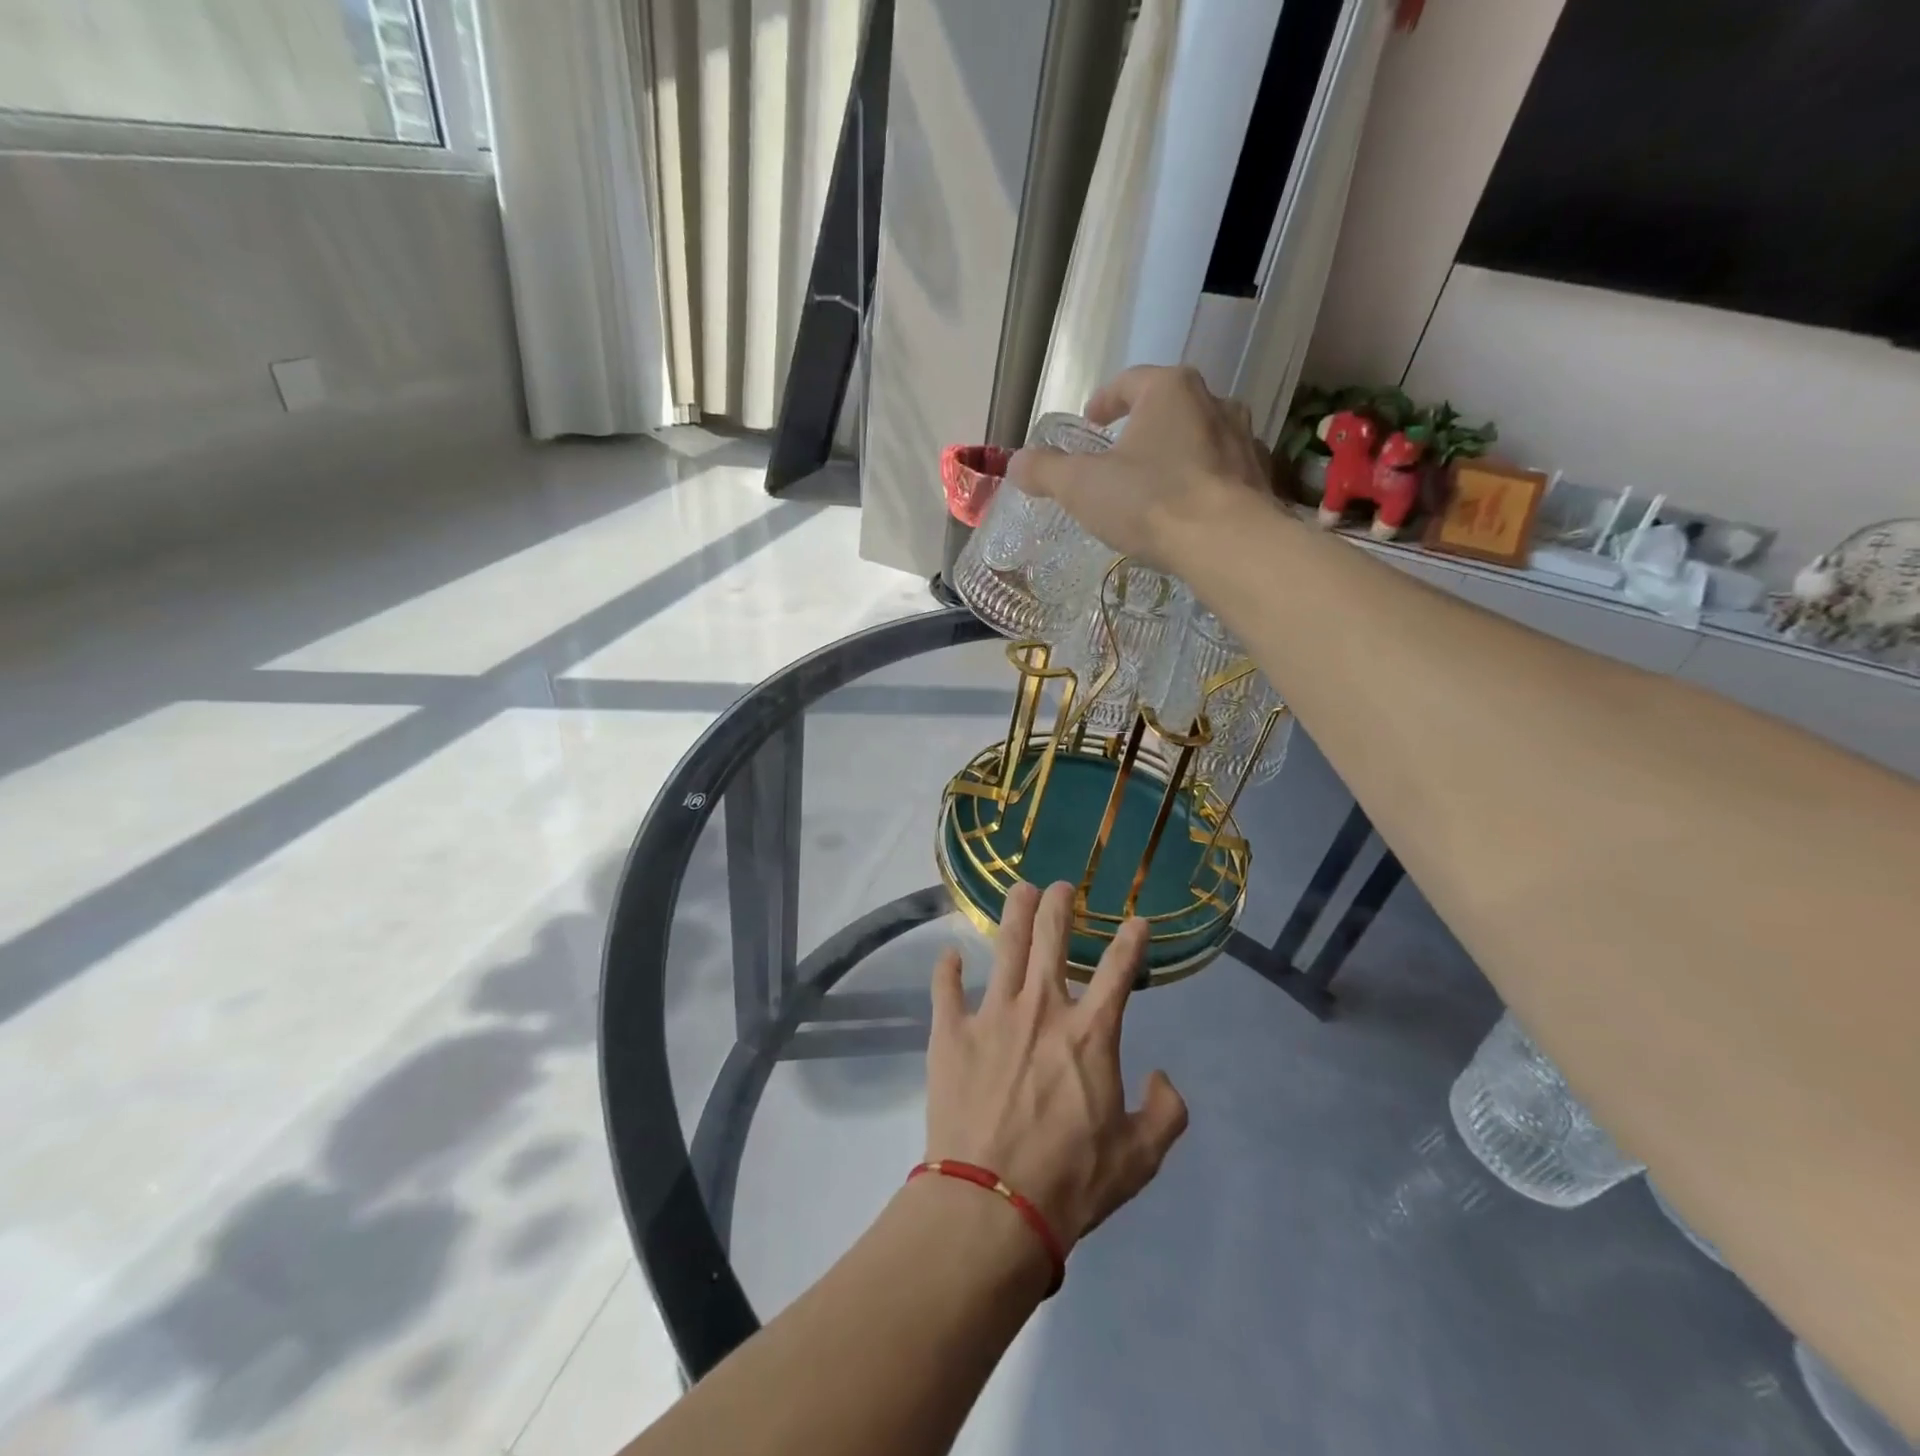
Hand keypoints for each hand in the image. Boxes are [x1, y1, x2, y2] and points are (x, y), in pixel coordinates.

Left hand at [925, 881, 1188, 1250]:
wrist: (993, 1203)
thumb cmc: (1071, 1181)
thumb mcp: (1140, 1158)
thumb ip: (1165, 1113)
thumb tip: (1162, 1077)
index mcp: (1090, 1034)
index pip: (1118, 970)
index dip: (1131, 940)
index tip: (1137, 920)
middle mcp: (1042, 1009)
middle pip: (1051, 939)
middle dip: (1059, 905)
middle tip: (1061, 886)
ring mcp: (992, 1015)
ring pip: (1004, 947)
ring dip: (1014, 913)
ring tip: (1020, 890)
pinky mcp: (951, 1032)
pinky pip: (946, 988)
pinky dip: (947, 969)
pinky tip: (949, 954)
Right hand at [1008, 365, 1273, 571]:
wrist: (1228, 544)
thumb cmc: (1150, 502)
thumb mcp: (1082, 487)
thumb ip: (1046, 471)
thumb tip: (1015, 464)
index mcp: (1169, 390)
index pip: (1130, 381)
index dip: (1105, 400)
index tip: (1091, 420)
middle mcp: (1214, 402)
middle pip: (1170, 406)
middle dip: (1143, 425)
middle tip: (1121, 452)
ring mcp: (1243, 439)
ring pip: (1200, 437)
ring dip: (1176, 452)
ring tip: (1155, 482)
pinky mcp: (1260, 477)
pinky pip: (1223, 471)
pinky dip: (1203, 481)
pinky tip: (1189, 509)